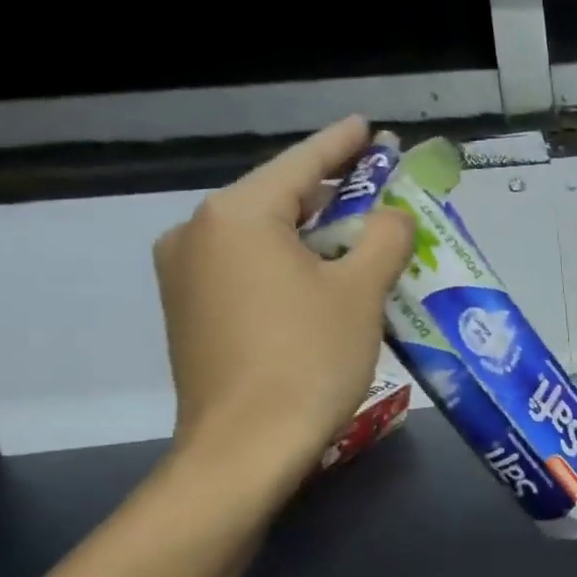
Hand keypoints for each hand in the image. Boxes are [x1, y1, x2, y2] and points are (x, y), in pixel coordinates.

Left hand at [154, 117, 412, 494]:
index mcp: (238, 215)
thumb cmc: (309, 360)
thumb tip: (392, 217)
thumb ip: (385, 238)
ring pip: (261, 238)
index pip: (300, 164)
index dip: (341, 145)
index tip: (368, 127)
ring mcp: (184, 275)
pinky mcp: (188, 312)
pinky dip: (286, 266)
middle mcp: (197, 233)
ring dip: (310, 236)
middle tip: (377, 193)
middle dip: (331, 197)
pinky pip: (245, 269)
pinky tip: (319, 282)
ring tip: (356, 241)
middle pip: (278, 200)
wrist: (245, 449)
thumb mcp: (361, 292)